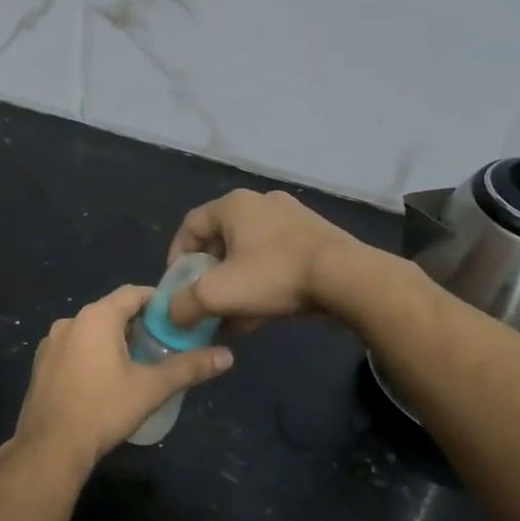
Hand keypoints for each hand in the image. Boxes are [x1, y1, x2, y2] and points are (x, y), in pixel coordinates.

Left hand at [12, 285, 232, 474]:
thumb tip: (227, 356)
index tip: (178, 318)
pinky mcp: (42, 363)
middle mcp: (70, 320)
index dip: (159, 301)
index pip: (134, 293)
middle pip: (112, 310)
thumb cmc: (103, 410)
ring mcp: (51, 342)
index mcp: (96, 316)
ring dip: (114, 339)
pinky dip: (92, 353)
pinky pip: (74, 347)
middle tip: (163, 344)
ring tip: (138, 363)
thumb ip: (189, 368)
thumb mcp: (151, 388)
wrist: (49, 448)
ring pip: (92, 330)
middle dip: (138, 323)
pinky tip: (104, 380)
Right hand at [166, 190, 362, 330]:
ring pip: (250, 253)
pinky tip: (263, 313)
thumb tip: (172, 314)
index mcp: (234, 205)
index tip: (178, 287)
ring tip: (235, 317)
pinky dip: (263, 282)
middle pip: (221, 241)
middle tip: (207, 304)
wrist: (347, 278)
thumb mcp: (217, 294)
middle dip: (210, 277)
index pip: (190, 225)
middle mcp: (261, 202)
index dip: (177, 257)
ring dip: (236, 284)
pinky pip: (276, 258)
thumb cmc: (274, 276)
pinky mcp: (315, 236)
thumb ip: (184, 304)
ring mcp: (292, 217)